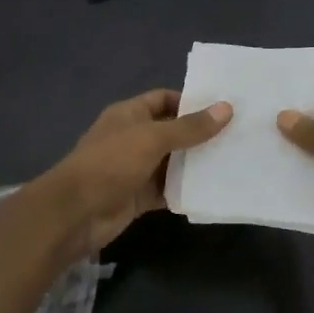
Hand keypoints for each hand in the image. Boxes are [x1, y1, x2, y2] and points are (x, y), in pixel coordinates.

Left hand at [34, 89, 231, 255]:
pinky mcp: (139, 196)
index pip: (164, 99)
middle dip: (199, 135)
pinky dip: (186, 190)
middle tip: (237, 136)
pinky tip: (212, 190)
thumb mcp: (153, 138)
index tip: (222, 108)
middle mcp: (133, 138)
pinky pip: (168, 190)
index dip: (190, 101)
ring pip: (172, 163)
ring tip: (232, 161)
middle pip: (172, 131)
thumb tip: (227, 108)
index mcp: (129, 115)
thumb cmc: (111, 163)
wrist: (76, 212)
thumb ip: (190, 127)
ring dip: (195, 164)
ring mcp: (136, 169)